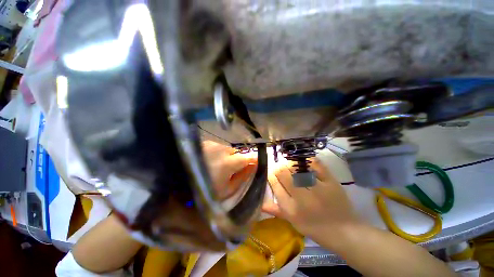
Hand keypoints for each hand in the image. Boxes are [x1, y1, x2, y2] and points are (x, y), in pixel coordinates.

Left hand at [202, 141, 257, 198]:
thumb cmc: (207, 189)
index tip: (258, 162)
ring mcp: (213, 144)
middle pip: (238, 152)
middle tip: (232, 169)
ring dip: (228, 156)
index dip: (255, 160)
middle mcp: (222, 149)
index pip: (249, 157)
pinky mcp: (207, 143)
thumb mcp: (228, 189)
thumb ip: (243, 177)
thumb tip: (254, 166)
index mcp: (229, 162)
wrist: (181, 181)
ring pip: (229, 149)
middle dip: (239, 159)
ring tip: (219, 165)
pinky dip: (219, 153)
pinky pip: (219, 147)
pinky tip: (211, 160)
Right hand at [263, 159, 358, 239]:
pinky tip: (304, 162)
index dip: (271, 175)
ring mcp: (317, 189)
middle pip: (283, 173)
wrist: (345, 232)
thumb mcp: (293, 222)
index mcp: (291, 209)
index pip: (274, 184)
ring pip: (296, 167)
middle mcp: (302, 198)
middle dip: (279, 168)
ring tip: (291, 166)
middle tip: (281, 168)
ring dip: (291, 164)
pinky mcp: (330, 182)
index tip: (272, 172)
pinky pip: (315, 165)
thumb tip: (260, 203)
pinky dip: (308, 160)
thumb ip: (276, 211)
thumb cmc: (315, 228)